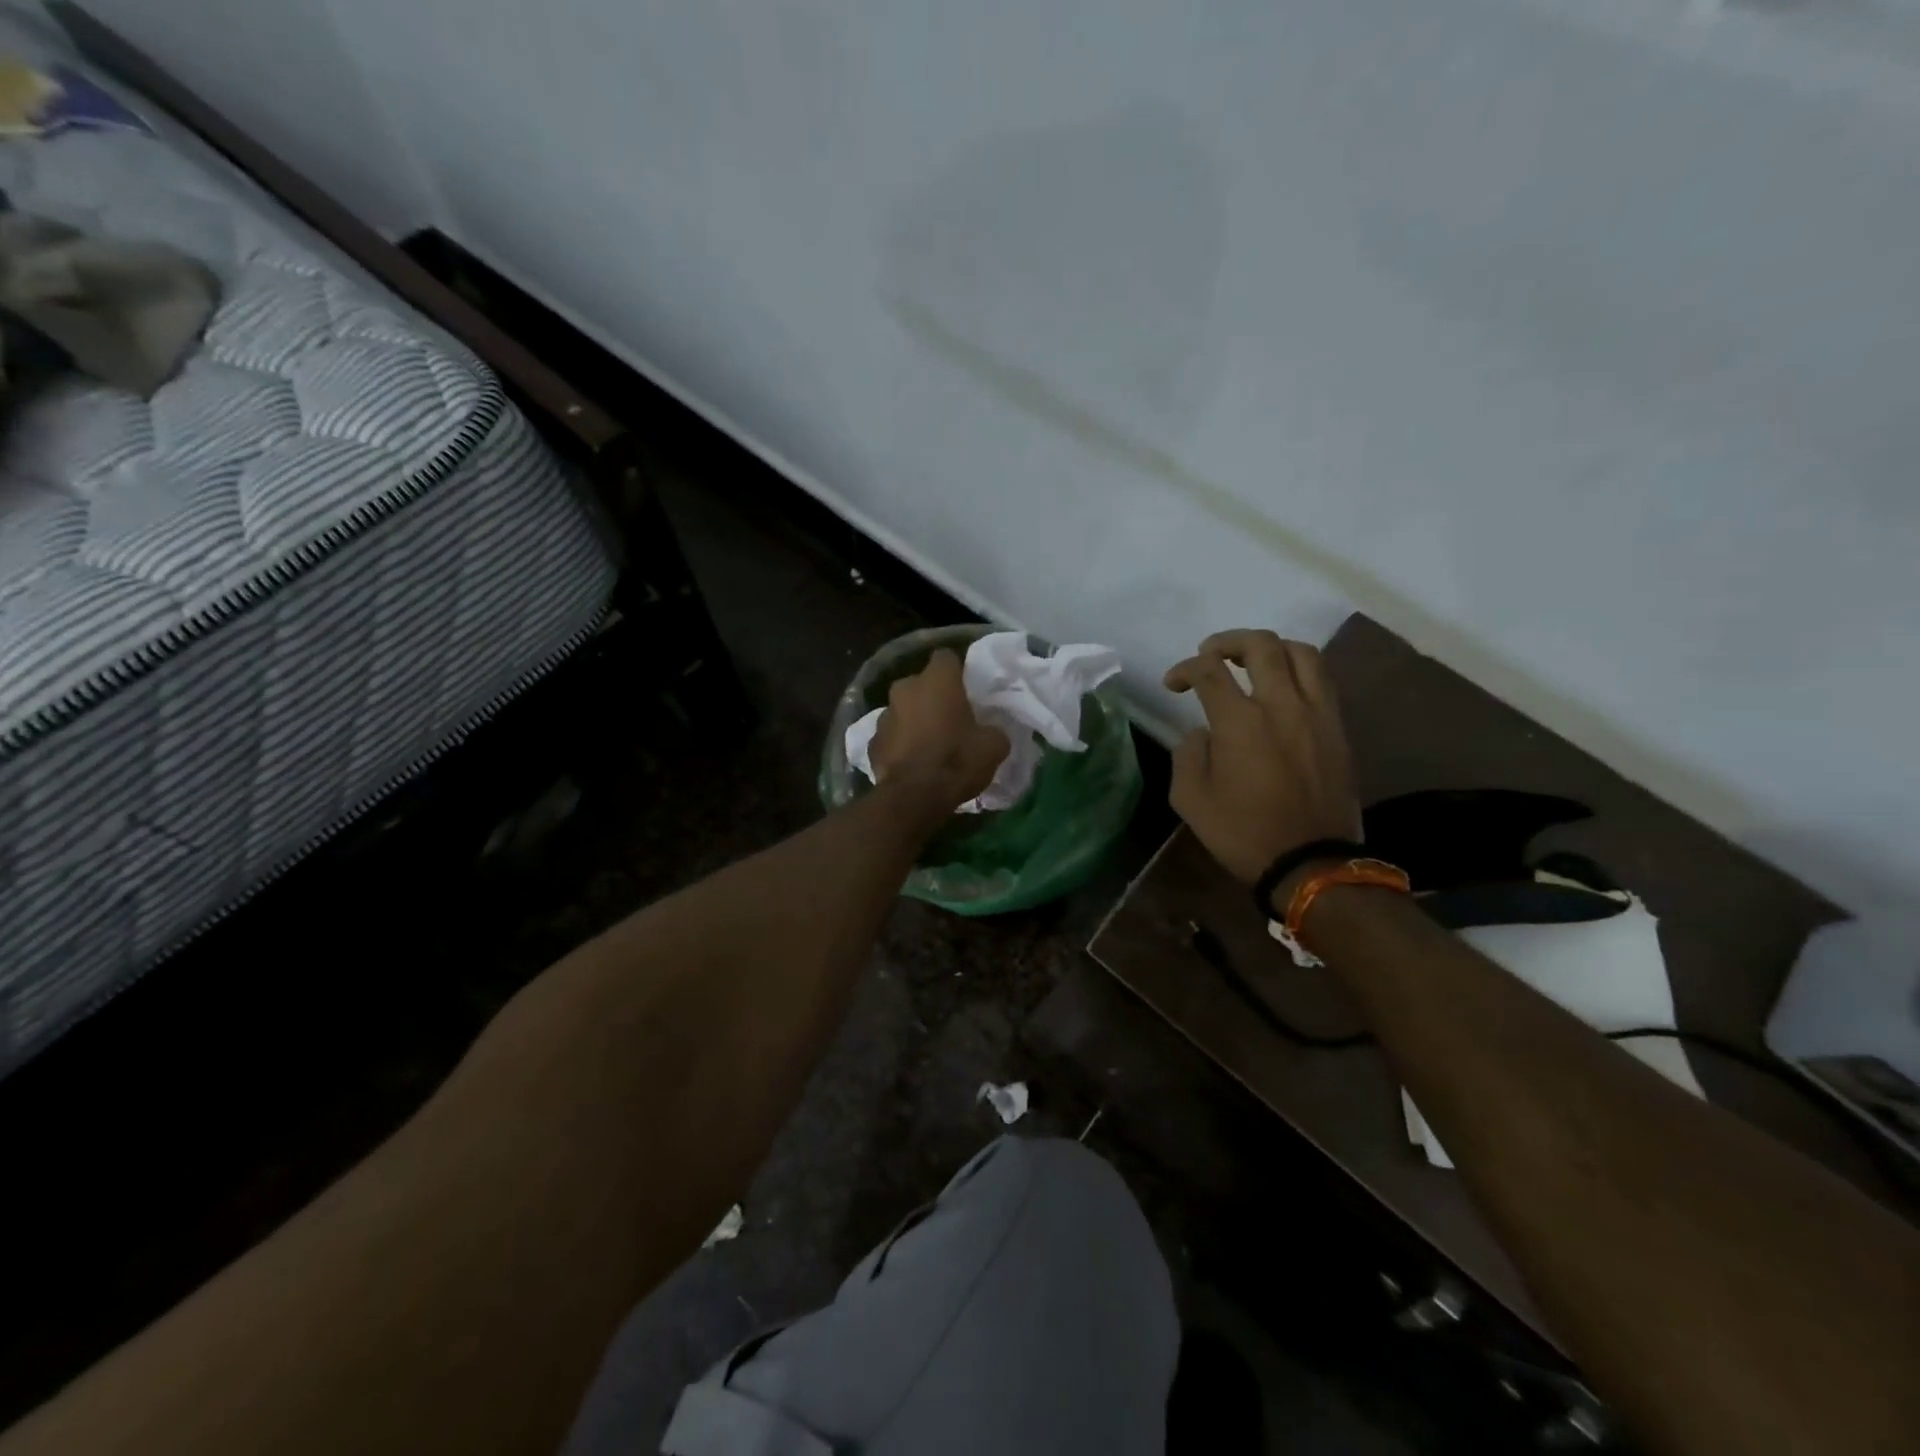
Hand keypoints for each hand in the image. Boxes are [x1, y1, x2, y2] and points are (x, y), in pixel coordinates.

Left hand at [869, 648, 1010, 811]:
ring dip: (913, 720)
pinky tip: (910, 762)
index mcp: (937, 680)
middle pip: (921, 684)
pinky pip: (890, 736)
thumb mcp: (994, 746)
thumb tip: (991, 732)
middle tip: (948, 718)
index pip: (946, 657)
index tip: (966, 689)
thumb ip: (993, 730)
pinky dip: (899, 744)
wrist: (914, 797)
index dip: (957, 672)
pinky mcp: (871, 742)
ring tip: (927, 743)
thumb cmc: (957, 760)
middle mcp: (905, 688)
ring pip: (902, 709)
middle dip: (932, 696)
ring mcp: (884, 714)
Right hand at [1164, 629, 1361, 890]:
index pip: (1209, 671)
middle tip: (1210, 654)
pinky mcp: (1337, 728)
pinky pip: (1322, 680)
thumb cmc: (1243, 833)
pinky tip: (1283, 687)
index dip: (1184, 669)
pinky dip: (1298, 670)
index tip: (1173, 684)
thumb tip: (1203, 733)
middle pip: (1260, 646)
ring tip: (1252, 661)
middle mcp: (1282, 705)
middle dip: (1228, 641)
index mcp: (1240, 722)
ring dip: (1271, 647)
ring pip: (1301, 653)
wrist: (1311, 863)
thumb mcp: (1191, 800)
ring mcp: (1316, 714)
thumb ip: (1189, 755)